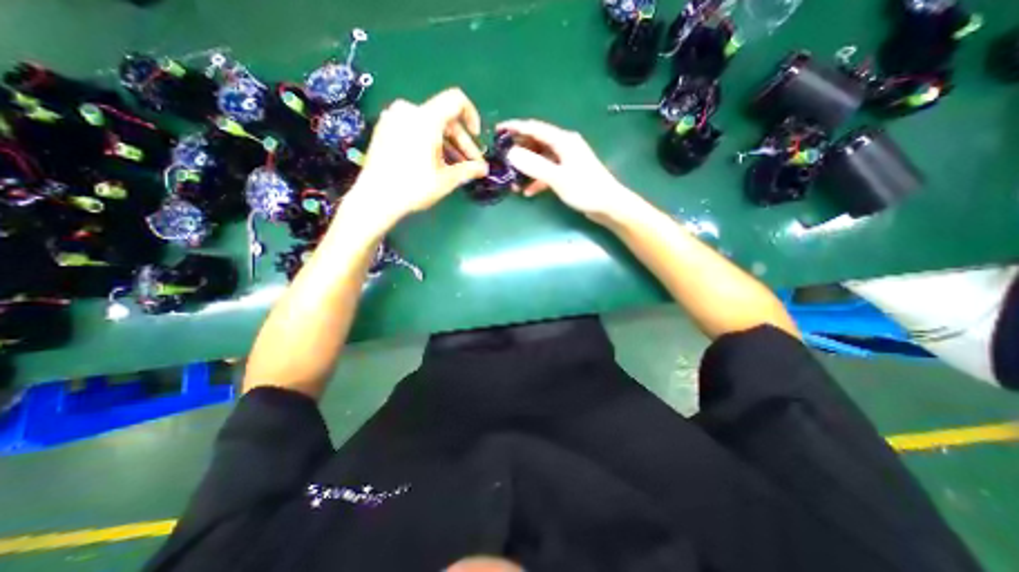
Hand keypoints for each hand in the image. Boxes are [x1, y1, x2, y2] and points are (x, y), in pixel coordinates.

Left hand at [343, 86, 489, 231]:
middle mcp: (408, 111)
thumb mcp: (446, 179)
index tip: (476, 136)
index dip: (472, 115)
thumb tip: (484, 169)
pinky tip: (433, 163)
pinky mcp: (384, 129)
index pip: (456, 100)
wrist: (375, 198)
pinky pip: (414, 129)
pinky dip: (428, 142)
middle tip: (470, 164)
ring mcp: (393, 119)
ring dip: (446, 145)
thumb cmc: (413, 187)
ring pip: (429, 125)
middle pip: (444, 118)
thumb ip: (468, 170)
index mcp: (425, 118)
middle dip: (461, 142)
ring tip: (454, 167)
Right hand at [498, 118, 633, 219]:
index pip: (534, 128)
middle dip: (518, 150)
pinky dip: (537, 180)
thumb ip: (534, 165)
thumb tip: (511, 153)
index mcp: (563, 141)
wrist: (608, 205)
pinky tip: (528, 191)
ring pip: (540, 159)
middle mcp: (564, 146)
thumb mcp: (558, 178)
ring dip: (526, 168)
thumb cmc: (585, 189)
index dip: (514, 127)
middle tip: (501, 159)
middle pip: (536, 142)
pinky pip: (547, 172)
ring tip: (512, 180)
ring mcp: (566, 160)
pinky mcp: (567, 173)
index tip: (497, 131)